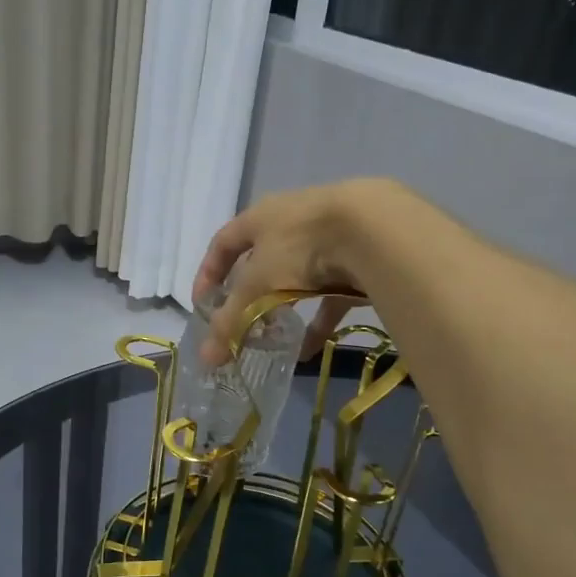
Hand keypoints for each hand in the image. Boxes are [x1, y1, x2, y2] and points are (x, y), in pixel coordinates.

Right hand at [192, 179, 402, 364]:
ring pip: (296, 279)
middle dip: (248, 297)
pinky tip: (312, 349)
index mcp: (259, 218)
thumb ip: (231, 322)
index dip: (208, 273)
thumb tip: (206, 359)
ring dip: (283, 310)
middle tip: (241, 326)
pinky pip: (330, 295)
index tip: (201, 305)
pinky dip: (318, 321)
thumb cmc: (299, 247)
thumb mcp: (257, 285)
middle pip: (260, 262)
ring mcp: (326, 237)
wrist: (374, 228)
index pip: (222, 243)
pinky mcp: (356, 258)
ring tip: (275, 340)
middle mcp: (290, 222)